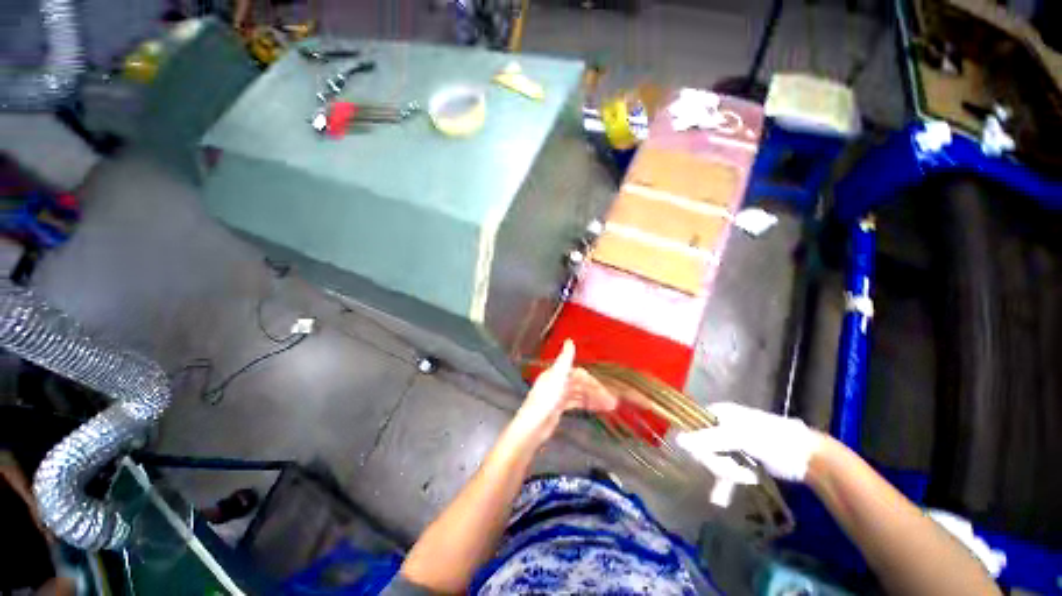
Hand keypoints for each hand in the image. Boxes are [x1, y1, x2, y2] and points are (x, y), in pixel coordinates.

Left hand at [510, 340, 617, 444]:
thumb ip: (564, 359)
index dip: (593, 381)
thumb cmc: (545, 400)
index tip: (606, 391)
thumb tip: (570, 341)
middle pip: (580, 384)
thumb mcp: (557, 376)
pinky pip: (574, 403)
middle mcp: (556, 382)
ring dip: (593, 399)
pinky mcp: (557, 408)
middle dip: (596, 392)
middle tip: (612, 402)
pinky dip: (584, 404)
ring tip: (608, 407)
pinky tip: (593, 409)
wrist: (533, 426)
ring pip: (579, 394)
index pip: (579, 374)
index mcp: (556, 374)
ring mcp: (557, 396)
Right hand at [676, 402, 822, 482]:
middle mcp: (721, 425)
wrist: (807, 457)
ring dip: (725, 472)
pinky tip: (719, 498)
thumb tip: (677, 439)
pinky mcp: (741, 459)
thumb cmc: (772, 439)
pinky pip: (724, 469)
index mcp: (719, 413)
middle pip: (703, 444)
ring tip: (744, 479)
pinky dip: (724, 482)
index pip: (693, 424)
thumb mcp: (738, 437)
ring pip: (714, 459)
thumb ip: (707, 439)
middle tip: (734, 471)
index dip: (694, 441)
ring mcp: (731, 443)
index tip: (702, 456)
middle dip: (717, 462)